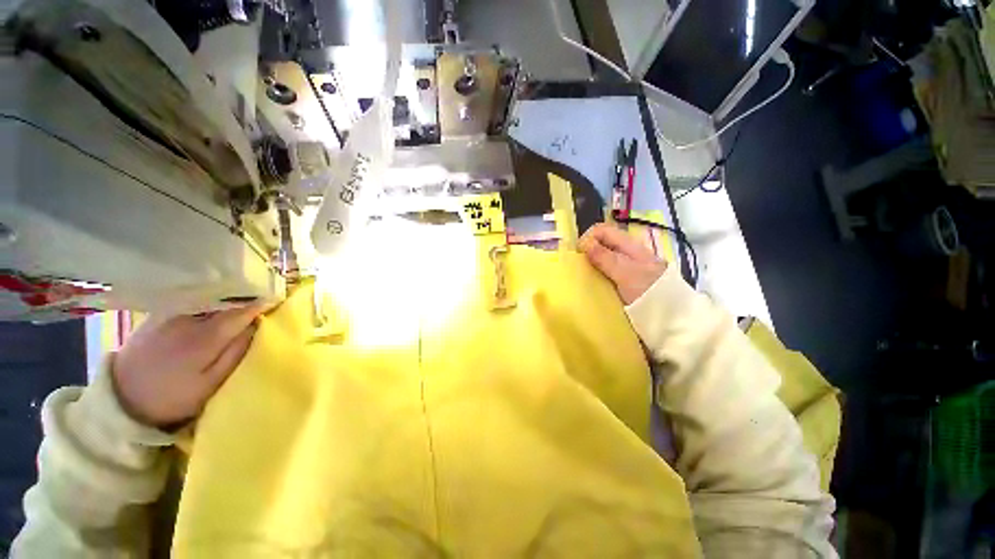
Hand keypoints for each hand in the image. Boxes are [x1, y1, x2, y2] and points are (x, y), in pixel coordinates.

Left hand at [112, 305, 267, 427]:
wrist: (123, 397)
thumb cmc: (173, 396)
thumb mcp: (210, 384)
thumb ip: (236, 353)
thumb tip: (257, 326)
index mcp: (204, 337)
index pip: (242, 311)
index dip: (262, 304)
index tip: (279, 300)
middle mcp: (187, 318)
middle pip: (226, 300)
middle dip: (249, 297)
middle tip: (266, 297)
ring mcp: (171, 313)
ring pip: (210, 297)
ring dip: (231, 296)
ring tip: (246, 298)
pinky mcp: (161, 312)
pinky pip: (194, 299)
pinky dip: (212, 298)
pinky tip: (218, 303)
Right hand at [579, 223, 666, 304]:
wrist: (669, 314)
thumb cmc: (647, 290)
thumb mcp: (625, 272)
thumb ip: (605, 257)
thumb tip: (584, 243)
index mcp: (627, 244)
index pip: (601, 230)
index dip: (587, 238)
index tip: (579, 256)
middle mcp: (625, 251)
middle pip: (600, 243)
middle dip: (587, 252)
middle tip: (580, 268)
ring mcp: (625, 265)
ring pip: (602, 257)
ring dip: (591, 264)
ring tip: (585, 277)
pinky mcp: (624, 278)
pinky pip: (605, 270)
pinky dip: (597, 274)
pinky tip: (595, 284)